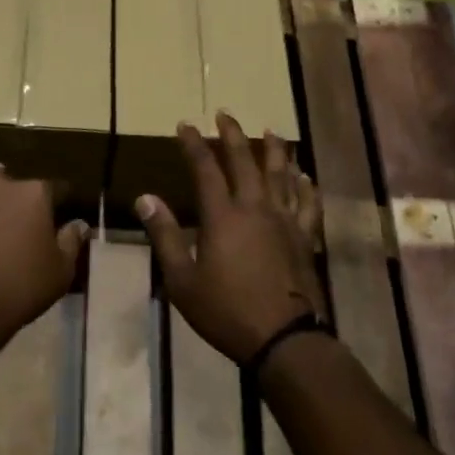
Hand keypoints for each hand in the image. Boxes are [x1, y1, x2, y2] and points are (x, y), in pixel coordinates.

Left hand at [0, 162, 87, 351]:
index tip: (61, 210)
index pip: (55, 189)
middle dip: (24, 196)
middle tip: (24, 215)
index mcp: (37, 196)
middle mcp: (5, 186)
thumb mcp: (60, 271)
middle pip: (20, 184)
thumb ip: (71, 242)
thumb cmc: (22, 288)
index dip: (59, 200)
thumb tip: (80, 223)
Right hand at [138, 113, 323, 363]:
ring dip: (274, 150)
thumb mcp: (182, 280)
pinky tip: (304, 175)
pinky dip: (305, 185)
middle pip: (245, 161)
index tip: (186, 124)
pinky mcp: (306, 238)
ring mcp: (285, 221)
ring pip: (281, 175)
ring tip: (271, 131)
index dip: (194, 144)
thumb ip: (165, 236)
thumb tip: (145, 198)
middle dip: (232, 135)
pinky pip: (308, 203)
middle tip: (225, 114)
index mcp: (223, 216)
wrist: (284, 339)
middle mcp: (256, 208)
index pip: (205, 169)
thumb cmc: (226, 311)